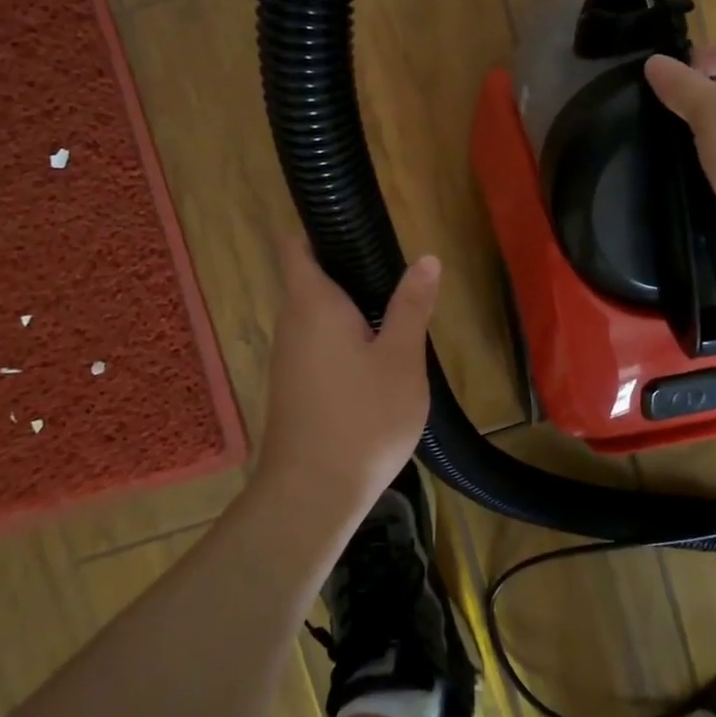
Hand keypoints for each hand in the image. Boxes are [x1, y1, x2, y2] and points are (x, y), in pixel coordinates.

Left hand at [254, 234, 441, 520]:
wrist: (312, 495)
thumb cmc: (362, 418)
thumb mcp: (402, 359)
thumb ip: (411, 305)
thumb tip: (426, 258)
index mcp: (312, 303)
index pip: (296, 244)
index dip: (317, 225)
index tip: (354, 221)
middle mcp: (291, 322)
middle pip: (310, 276)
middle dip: (347, 266)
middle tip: (395, 269)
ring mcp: (289, 356)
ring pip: (316, 312)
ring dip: (349, 304)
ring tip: (395, 308)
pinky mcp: (295, 384)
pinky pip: (317, 340)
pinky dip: (343, 334)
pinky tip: (377, 353)